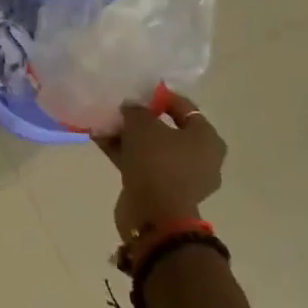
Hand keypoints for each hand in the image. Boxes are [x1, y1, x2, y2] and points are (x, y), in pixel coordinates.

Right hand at [91, 90, 225, 238]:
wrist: (154, 215)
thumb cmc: (157, 162)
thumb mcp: (142, 125)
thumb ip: (136, 110)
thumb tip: (131, 107)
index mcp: (207, 139)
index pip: (185, 108)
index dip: (160, 97)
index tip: (136, 93)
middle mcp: (201, 158)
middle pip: (167, 130)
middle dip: (141, 120)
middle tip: (119, 109)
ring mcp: (182, 177)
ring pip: (152, 149)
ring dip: (128, 137)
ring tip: (103, 124)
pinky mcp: (163, 192)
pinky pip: (143, 165)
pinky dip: (125, 153)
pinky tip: (100, 141)